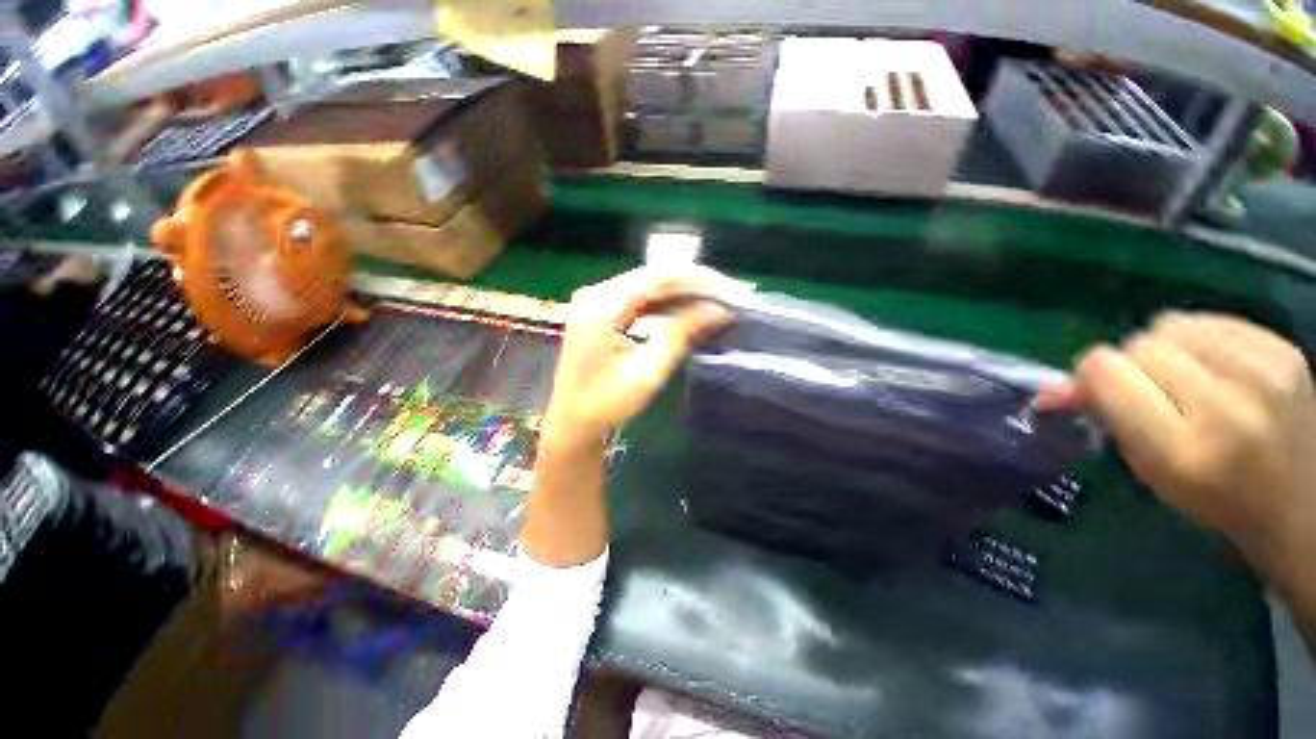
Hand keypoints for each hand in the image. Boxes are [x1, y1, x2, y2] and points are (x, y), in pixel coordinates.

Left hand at [540, 264, 746, 451]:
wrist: (572, 420)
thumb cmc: (606, 403)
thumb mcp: (648, 371)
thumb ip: (681, 334)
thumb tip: (718, 310)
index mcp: (601, 306)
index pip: (657, 277)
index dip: (697, 280)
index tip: (730, 289)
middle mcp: (596, 293)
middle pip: (653, 276)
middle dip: (694, 284)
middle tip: (729, 295)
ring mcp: (596, 299)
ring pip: (649, 284)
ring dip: (683, 292)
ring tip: (716, 300)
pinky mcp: (601, 309)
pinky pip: (640, 297)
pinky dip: (666, 302)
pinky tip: (688, 308)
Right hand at [1066, 313, 1314, 570]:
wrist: (1300, 503)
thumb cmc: (1213, 496)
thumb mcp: (1148, 469)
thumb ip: (1103, 417)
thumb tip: (1050, 389)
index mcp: (1183, 451)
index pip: (1106, 371)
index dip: (1093, 376)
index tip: (1100, 390)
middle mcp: (1227, 408)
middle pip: (1139, 345)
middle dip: (1132, 364)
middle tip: (1150, 392)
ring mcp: (1264, 374)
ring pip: (1171, 324)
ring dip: (1164, 347)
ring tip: (1185, 377)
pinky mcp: (1285, 351)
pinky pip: (1210, 319)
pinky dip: (1199, 338)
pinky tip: (1215, 366)